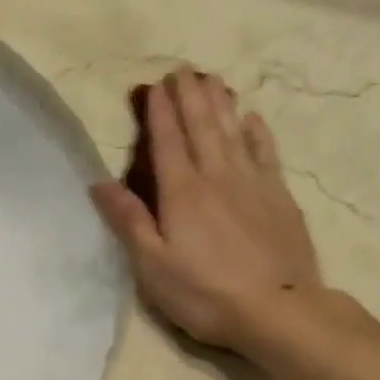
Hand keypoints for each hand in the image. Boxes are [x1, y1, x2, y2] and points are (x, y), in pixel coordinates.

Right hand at [90, 68, 324, 351]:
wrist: (277, 309)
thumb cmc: (205, 294)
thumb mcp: (153, 266)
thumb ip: (129, 221)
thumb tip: (99, 182)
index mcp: (182, 192)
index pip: (167, 142)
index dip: (159, 112)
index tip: (155, 86)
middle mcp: (218, 176)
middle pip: (202, 126)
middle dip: (190, 96)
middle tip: (183, 70)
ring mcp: (253, 184)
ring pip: (234, 131)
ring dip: (221, 103)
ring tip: (213, 80)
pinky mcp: (280, 198)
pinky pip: (266, 153)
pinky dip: (257, 132)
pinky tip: (252, 119)